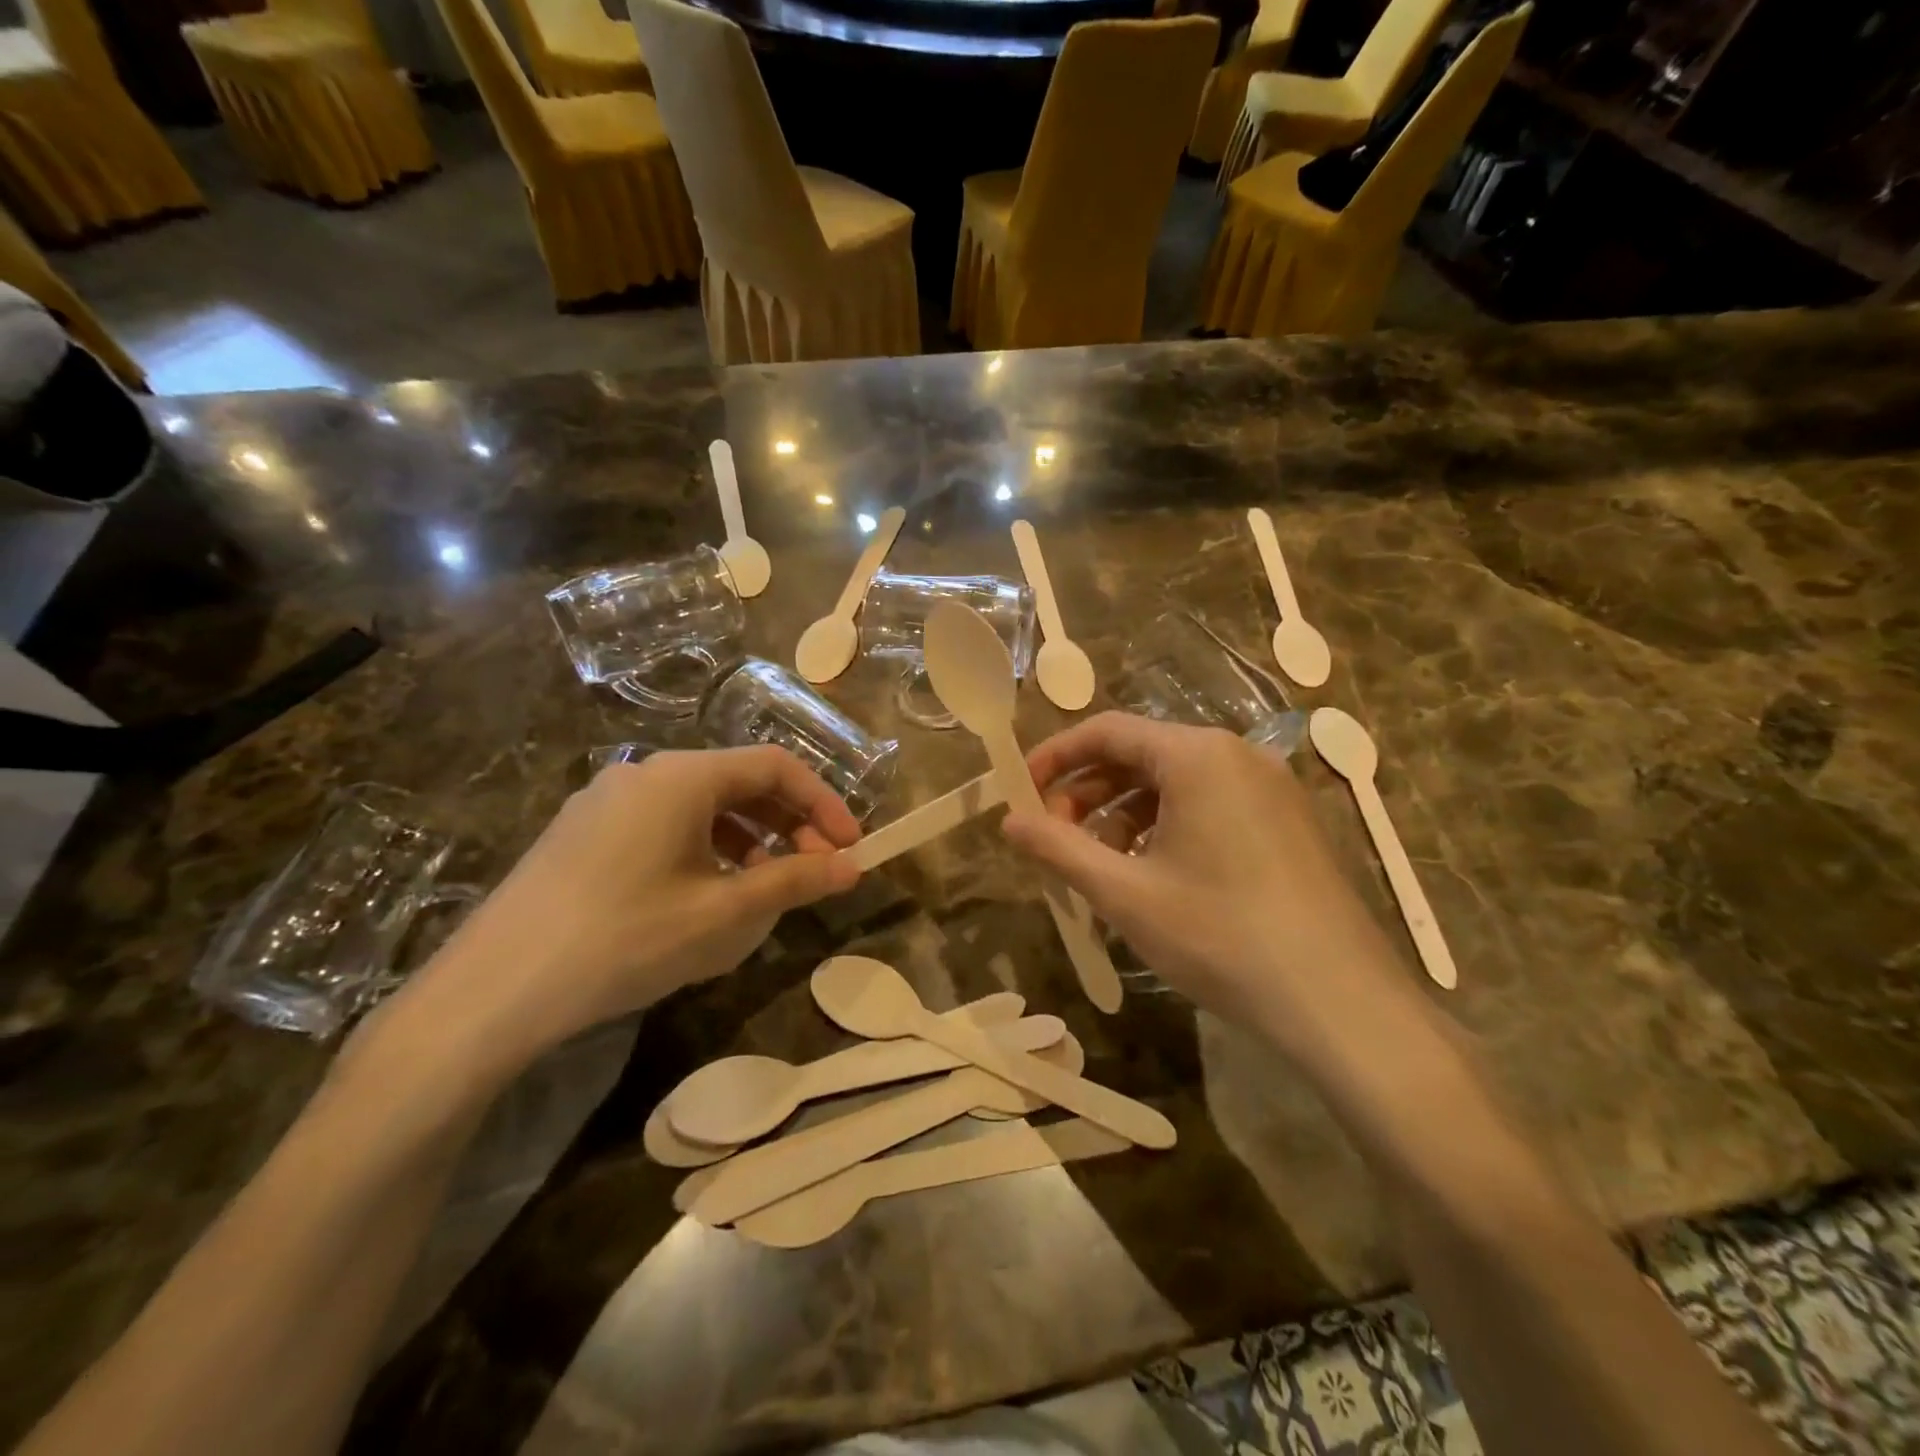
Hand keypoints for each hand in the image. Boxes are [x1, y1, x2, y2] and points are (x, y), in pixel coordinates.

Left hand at [388, 746, 862, 1073]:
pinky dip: (705, 850)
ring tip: (765, 889)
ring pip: (701, 807)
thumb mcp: (722, 914)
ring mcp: (607, 802)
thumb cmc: (624, 939)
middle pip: (738, 782)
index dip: (823, 804)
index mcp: (681, 776)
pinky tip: (705, 897)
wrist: (492, 992)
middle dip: (788, 824)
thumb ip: (793, 881)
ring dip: (748, 840)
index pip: (775, 767)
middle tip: (815, 871)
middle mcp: (644, 774)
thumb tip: (851, 867)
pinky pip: (665, 826)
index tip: (850, 848)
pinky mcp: (583, 834)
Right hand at [1002, 713, 1421, 1065]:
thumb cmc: (1220, 935)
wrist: (1339, 1001)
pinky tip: (1154, 876)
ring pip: (1175, 784)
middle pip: (1141, 755)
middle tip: (1056, 838)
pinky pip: (1210, 805)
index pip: (1107, 731)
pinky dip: (1167, 828)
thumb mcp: (1124, 892)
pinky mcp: (1287, 822)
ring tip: (1101, 866)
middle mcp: (1236, 755)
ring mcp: (1270, 788)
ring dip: (1125, 815)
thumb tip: (1008, 821)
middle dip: (1089, 792)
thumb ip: (1058, 848)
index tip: (1021, 791)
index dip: (1056, 757)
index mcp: (1196, 755)